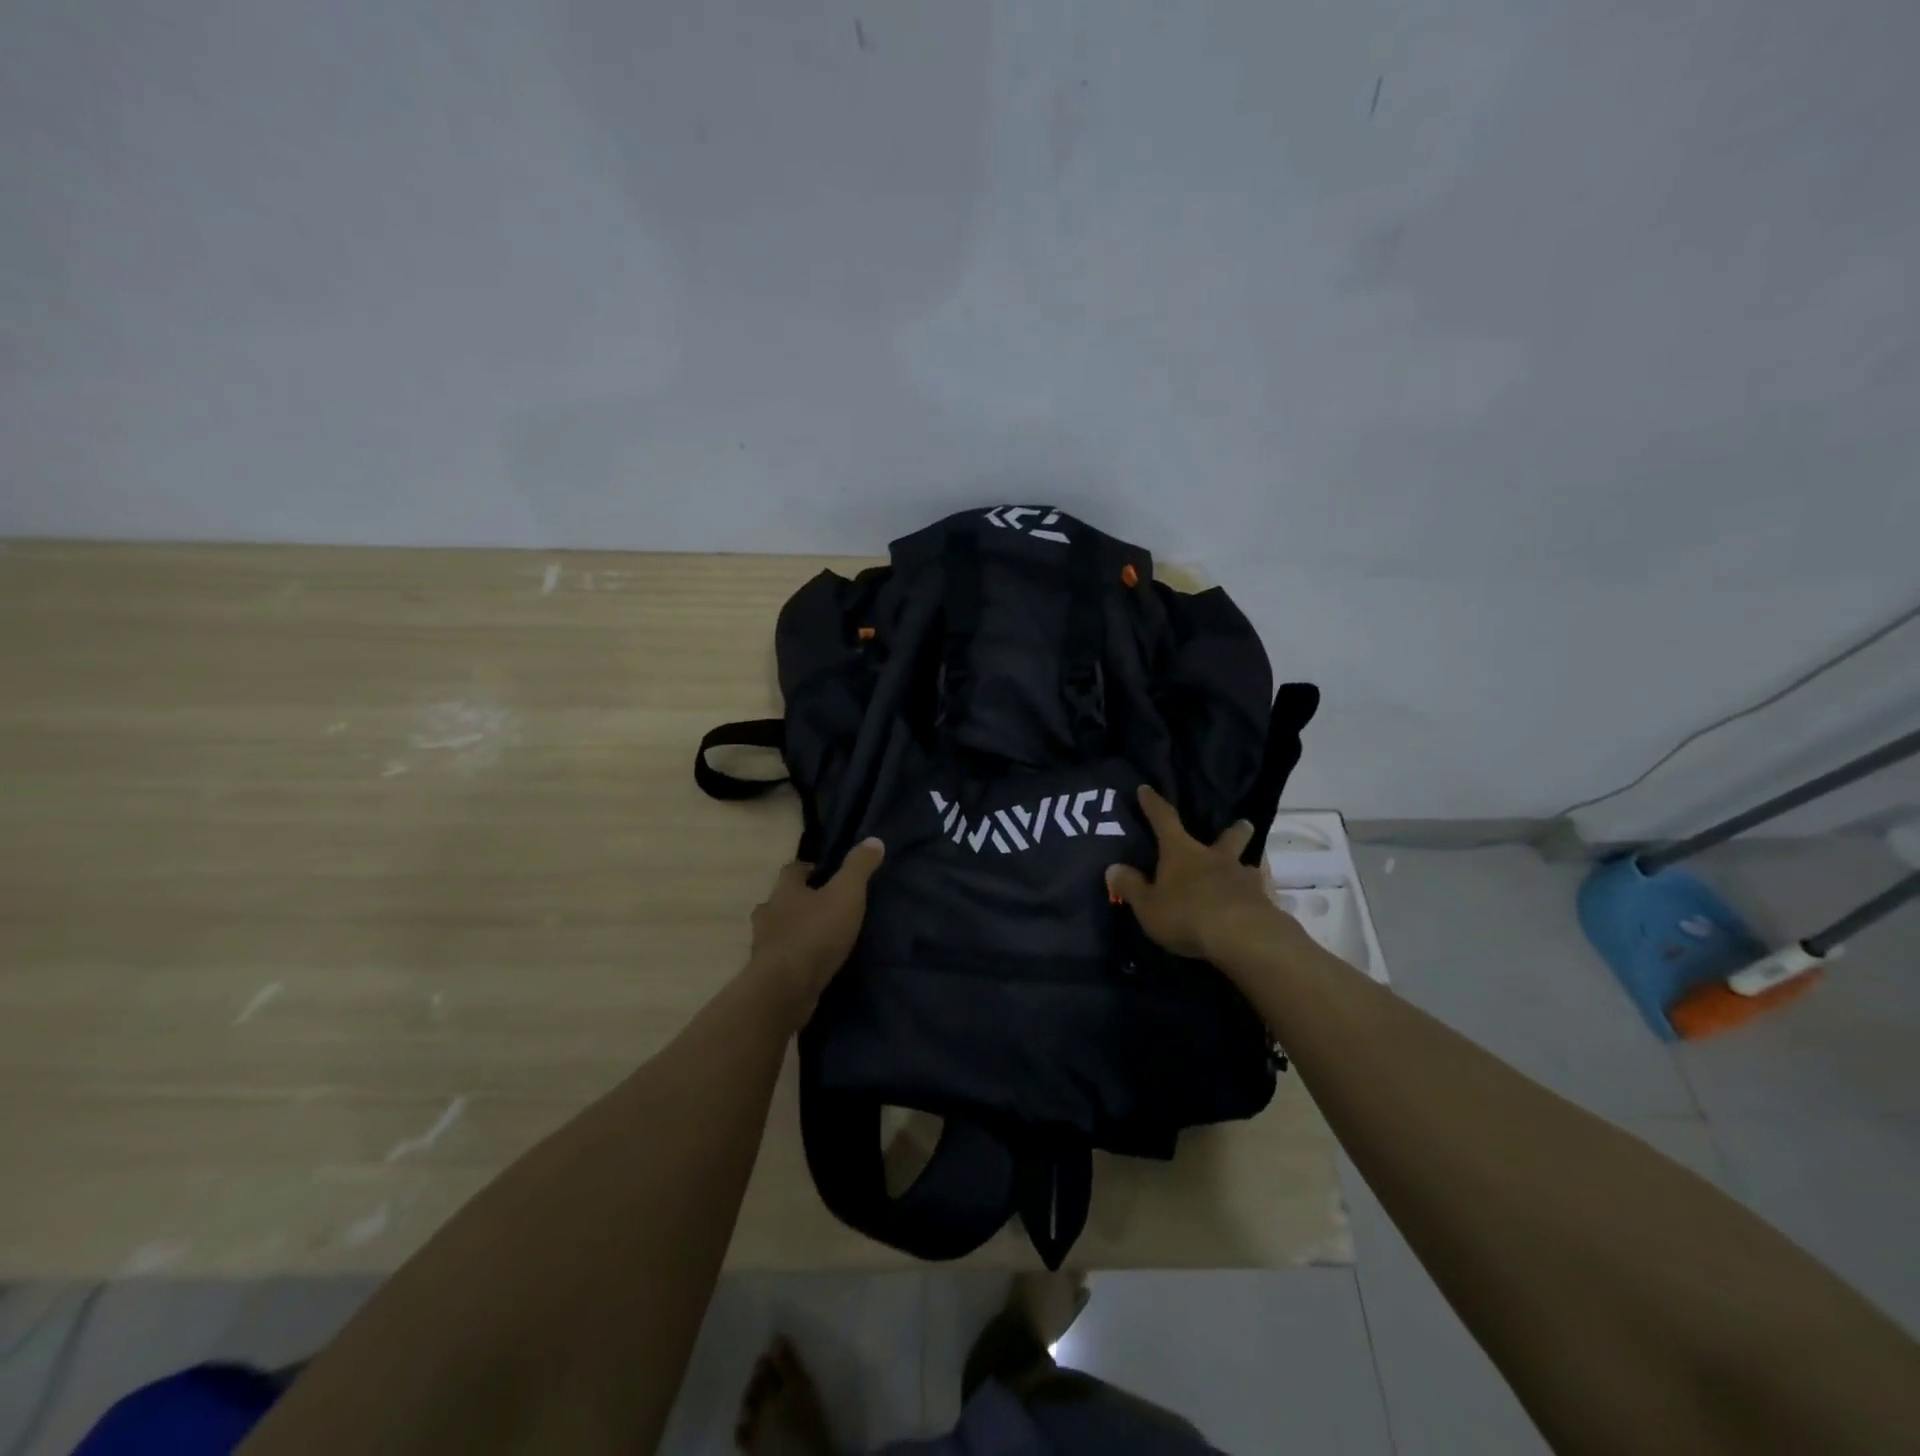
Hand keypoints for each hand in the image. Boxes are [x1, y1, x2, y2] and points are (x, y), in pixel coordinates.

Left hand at [746, 839, 884, 1016]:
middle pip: (780, 900)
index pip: (791, 870)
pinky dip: (794, 956)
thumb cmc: (815, 933)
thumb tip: (874, 840)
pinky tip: (811, 963)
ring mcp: (764, 945)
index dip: (807, 869)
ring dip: (793, 930)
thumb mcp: (846, 894)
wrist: (785, 989)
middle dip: (798, 901)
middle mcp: (768, 914)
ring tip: (819, 936)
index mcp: (784, 891)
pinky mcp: (767, 974)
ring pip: (777, 930)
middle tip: (823, 905)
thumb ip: (859, 867)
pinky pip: (781, 957)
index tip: (823, 873)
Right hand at [1105, 786, 1293, 968]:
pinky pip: (1258, 894)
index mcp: (1182, 852)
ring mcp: (1243, 879)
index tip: (1146, 789)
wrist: (1242, 937)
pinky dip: (1254, 897)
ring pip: (1248, 866)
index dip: (1153, 804)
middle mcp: (1215, 858)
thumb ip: (1132, 886)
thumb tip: (1113, 868)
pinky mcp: (1263, 903)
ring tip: (1247, 872)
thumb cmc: (1186, 914)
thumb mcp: (1148, 905)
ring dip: (1245, 866)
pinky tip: (1254, 905)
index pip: (1164, 820)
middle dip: (1235, 831)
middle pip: (1228, 838)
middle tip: (1244, 823)